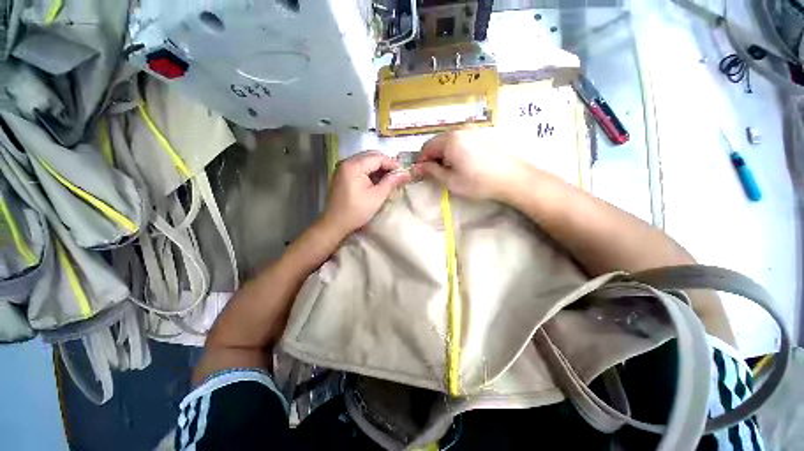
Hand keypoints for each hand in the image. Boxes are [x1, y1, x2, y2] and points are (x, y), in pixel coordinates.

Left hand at [319, 151, 410, 236]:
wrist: (335, 224)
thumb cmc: (356, 211)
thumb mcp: (377, 197)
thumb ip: (391, 182)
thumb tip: (405, 173)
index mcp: (354, 166)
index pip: (378, 157)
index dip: (393, 164)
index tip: (403, 173)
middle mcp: (346, 162)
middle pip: (371, 156)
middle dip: (386, 164)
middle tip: (398, 176)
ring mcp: (343, 167)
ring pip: (366, 161)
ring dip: (379, 168)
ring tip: (389, 179)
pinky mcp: (342, 174)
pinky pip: (359, 167)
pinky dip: (370, 171)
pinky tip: (377, 181)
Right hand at [413, 130, 520, 199]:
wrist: (513, 178)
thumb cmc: (478, 182)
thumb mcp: (451, 180)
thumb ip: (432, 171)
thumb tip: (418, 167)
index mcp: (450, 140)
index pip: (426, 147)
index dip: (421, 161)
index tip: (420, 174)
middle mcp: (460, 130)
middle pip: (437, 142)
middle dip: (432, 157)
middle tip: (435, 173)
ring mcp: (473, 130)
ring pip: (449, 141)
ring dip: (444, 154)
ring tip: (449, 170)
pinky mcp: (482, 134)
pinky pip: (461, 140)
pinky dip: (455, 151)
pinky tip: (462, 163)